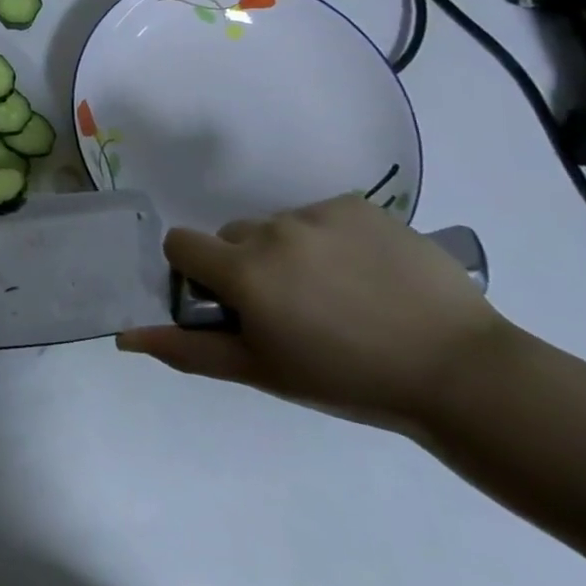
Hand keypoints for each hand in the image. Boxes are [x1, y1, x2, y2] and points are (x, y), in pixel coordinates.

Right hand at [117, 193, 509, 430]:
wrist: (461, 373)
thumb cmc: (349, 380)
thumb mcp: (261, 371)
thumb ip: (188, 349)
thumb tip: (124, 336)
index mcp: (242, 269)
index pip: (180, 244)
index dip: (195, 273)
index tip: (229, 303)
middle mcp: (271, 229)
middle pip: (232, 236)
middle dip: (246, 266)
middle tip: (291, 311)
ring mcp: (317, 213)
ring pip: (277, 227)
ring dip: (289, 254)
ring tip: (338, 296)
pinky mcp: (358, 205)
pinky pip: (321, 216)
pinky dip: (330, 240)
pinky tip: (367, 276)